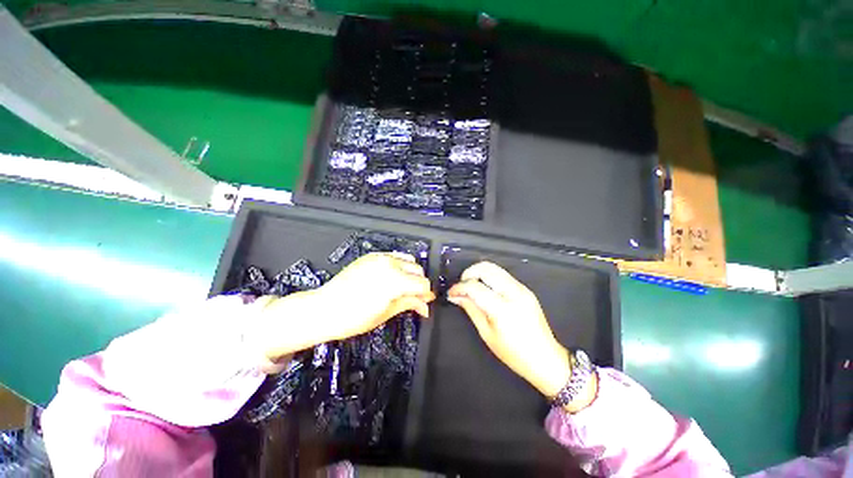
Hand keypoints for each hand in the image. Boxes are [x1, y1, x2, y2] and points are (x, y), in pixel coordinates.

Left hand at [253, 252, 433, 370]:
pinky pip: (393, 256)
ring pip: (408, 260)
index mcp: (395, 280)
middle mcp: (390, 263)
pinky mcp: (371, 256)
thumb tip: (425, 305)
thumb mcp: (385, 313)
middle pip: (418, 270)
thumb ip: (409, 304)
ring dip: (410, 273)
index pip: (422, 283)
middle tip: (415, 299)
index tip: (425, 304)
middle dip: (419, 284)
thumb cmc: (354, 318)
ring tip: (404, 287)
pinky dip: (399, 265)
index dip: (426, 295)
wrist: (324, 309)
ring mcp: (380, 257)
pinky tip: (392, 278)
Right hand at [447, 262, 571, 398]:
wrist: (546, 359)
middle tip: (461, 286)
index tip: (451, 293)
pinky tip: (485, 288)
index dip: (459, 287)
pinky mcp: (525, 289)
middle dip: (469, 273)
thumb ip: (471, 309)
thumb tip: (455, 296)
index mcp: (502, 308)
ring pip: (495, 267)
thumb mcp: (487, 333)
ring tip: (471, 286)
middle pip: (485, 268)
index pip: (475, 287)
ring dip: (479, 272)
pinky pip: (502, 275)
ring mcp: (522, 288)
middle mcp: (513, 292)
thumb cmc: (514, 353)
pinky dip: (489, 276)